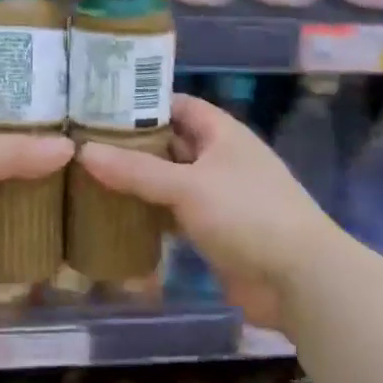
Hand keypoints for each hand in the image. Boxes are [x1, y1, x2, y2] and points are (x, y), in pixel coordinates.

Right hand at [75, 95, 332, 328]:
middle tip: (83, 145)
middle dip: (132, 145)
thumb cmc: (247, 215)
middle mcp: (220, 159)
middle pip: (170, 143)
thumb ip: (136, 170)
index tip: (98, 107)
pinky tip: (116, 217)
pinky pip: (174, 215)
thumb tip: (83, 151)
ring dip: (138, 182)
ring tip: (89, 178)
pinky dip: (150, 215)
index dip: (141, 102)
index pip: (177, 104)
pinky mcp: (214, 232)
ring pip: (170, 181)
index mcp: (222, 134)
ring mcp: (218, 197)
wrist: (299, 280)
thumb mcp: (188, 186)